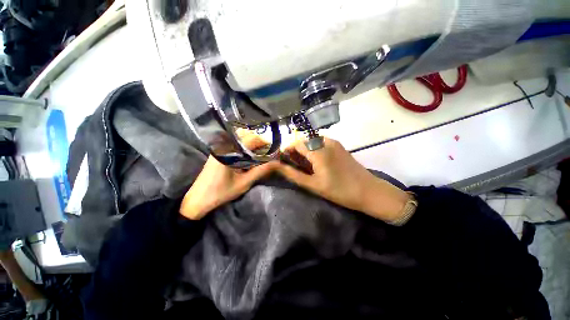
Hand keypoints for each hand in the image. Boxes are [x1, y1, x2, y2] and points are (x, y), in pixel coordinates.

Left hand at [180, 135, 278, 219]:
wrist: (198, 199)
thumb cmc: (221, 192)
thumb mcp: (244, 183)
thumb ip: (260, 171)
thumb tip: (276, 163)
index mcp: (229, 151)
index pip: (252, 139)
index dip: (266, 143)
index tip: (275, 150)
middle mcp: (224, 145)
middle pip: (247, 136)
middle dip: (261, 143)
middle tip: (270, 153)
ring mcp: (220, 147)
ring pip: (242, 140)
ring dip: (254, 145)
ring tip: (262, 155)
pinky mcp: (219, 152)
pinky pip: (236, 145)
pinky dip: (246, 148)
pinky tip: (251, 157)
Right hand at [275, 138, 409, 222]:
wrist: (369, 191)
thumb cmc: (339, 191)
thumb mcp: (313, 184)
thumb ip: (293, 174)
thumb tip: (276, 166)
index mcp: (318, 150)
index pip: (295, 144)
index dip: (287, 151)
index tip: (283, 161)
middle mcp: (325, 141)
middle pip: (303, 141)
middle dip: (296, 151)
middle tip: (294, 166)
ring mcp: (334, 142)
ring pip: (312, 142)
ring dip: (305, 151)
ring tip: (305, 166)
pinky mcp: (339, 146)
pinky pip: (321, 143)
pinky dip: (314, 150)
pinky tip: (317, 162)